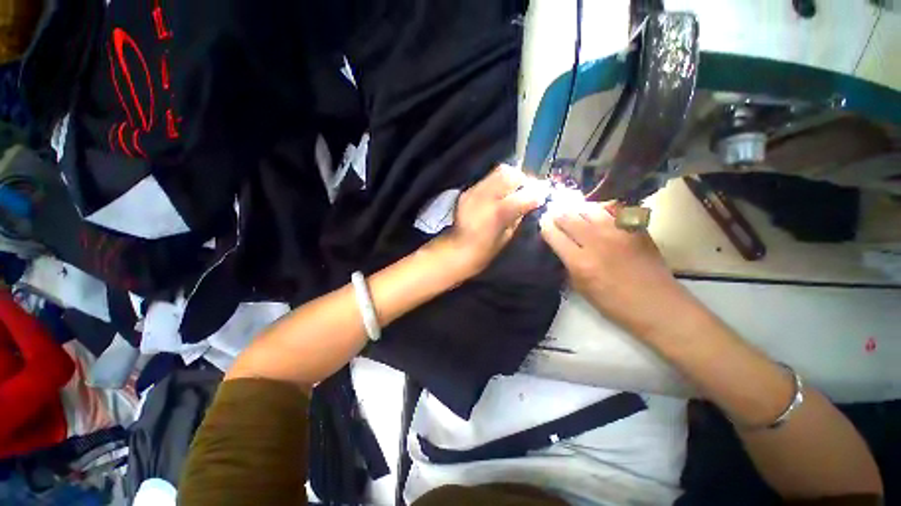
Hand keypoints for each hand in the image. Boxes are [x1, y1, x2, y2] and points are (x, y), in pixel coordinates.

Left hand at [437, 165, 544, 278]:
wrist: (457, 249)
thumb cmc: (485, 250)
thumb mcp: (507, 236)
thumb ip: (519, 214)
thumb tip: (530, 201)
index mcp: (496, 213)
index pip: (524, 195)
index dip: (536, 194)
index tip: (542, 196)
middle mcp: (483, 197)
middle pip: (509, 173)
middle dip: (523, 179)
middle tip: (528, 189)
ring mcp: (473, 191)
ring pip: (498, 171)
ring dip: (511, 178)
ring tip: (515, 190)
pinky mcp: (467, 191)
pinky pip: (488, 179)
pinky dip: (498, 183)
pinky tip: (500, 194)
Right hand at [539, 201, 687, 337]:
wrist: (657, 305)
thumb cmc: (614, 303)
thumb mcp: (581, 289)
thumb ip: (567, 265)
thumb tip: (559, 247)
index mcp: (580, 261)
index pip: (553, 234)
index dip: (544, 226)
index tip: (543, 224)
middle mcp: (596, 242)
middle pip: (568, 216)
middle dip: (557, 214)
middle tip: (554, 214)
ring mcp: (618, 232)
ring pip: (589, 208)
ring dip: (577, 210)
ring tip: (575, 213)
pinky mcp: (635, 228)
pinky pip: (614, 209)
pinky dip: (602, 209)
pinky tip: (599, 214)